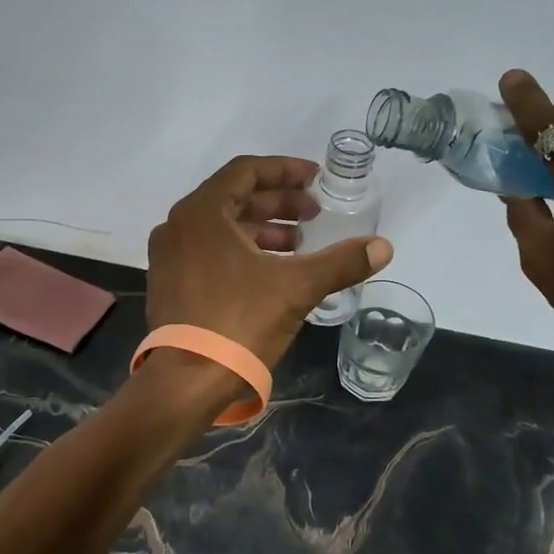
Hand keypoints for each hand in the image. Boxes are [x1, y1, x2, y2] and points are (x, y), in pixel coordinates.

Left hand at [146, 156, 392, 367]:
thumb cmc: (238, 322)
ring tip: (300, 245)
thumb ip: (340, 262)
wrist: (187, 382)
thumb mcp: (296, 288)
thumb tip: (384, 247)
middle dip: (278, 204)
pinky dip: (241, 251)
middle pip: (234, 198)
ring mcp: (169, 257)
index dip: (285, 171)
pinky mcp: (170, 284)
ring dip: (262, 230)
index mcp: (201, 213)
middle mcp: (178, 226)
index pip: (246, 171)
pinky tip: (272, 271)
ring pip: (221, 228)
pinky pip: (209, 252)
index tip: (317, 180)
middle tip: (315, 215)